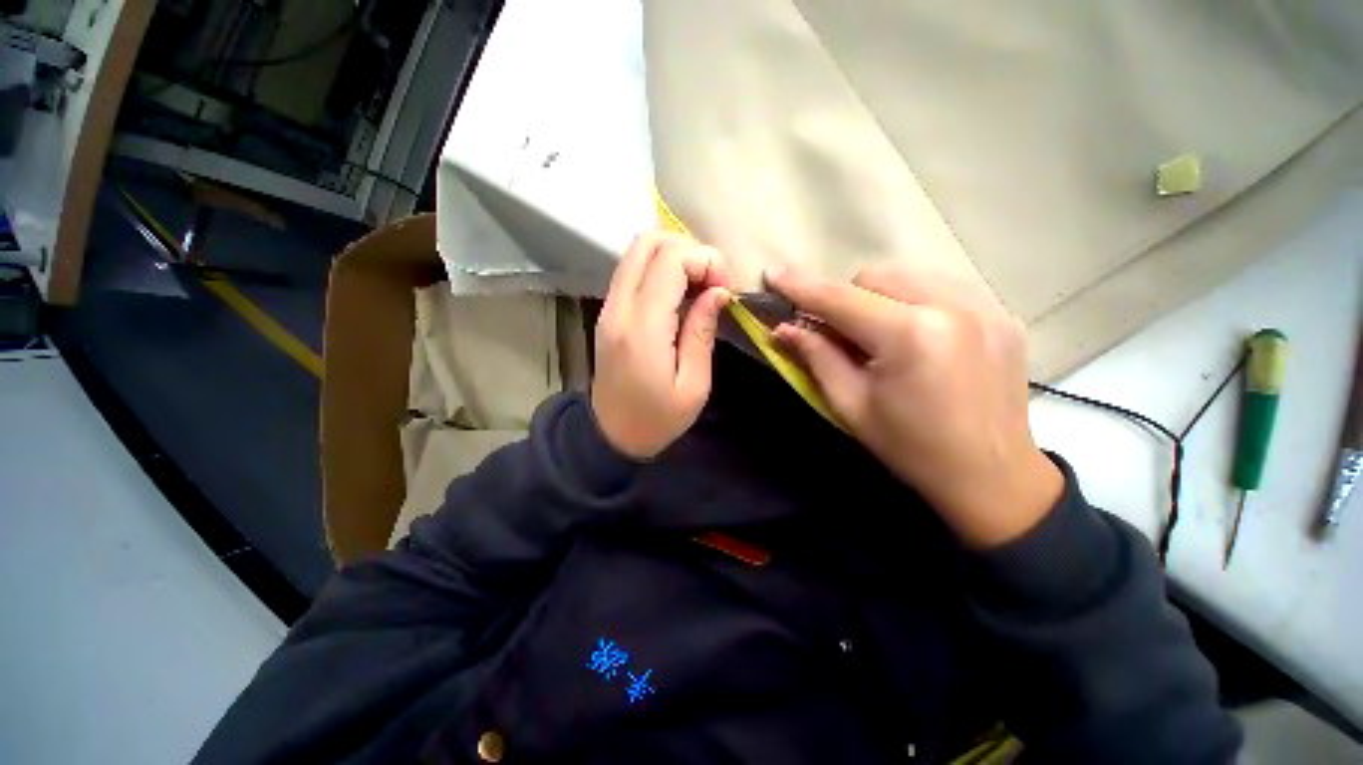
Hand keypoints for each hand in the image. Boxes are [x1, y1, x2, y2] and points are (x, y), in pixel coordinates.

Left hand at [591, 231, 732, 459]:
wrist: (612, 435)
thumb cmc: (658, 419)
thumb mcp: (693, 385)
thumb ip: (702, 331)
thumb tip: (718, 291)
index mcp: (642, 328)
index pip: (670, 259)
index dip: (706, 261)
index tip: (726, 289)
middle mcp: (618, 307)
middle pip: (648, 241)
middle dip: (690, 250)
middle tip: (713, 282)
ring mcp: (609, 306)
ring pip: (637, 250)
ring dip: (675, 256)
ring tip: (700, 286)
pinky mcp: (609, 311)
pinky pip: (633, 269)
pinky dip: (661, 268)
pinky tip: (681, 293)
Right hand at [768, 263, 1062, 547]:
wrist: (992, 476)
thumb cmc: (910, 448)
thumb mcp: (850, 405)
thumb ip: (816, 357)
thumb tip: (783, 328)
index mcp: (910, 336)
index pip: (841, 299)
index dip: (802, 287)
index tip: (773, 274)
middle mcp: (952, 306)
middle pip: (875, 276)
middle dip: (847, 300)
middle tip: (841, 336)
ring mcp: (985, 306)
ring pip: (909, 276)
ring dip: (880, 299)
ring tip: (881, 338)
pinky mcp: (1002, 314)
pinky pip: (941, 289)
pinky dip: (914, 303)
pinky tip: (917, 338)